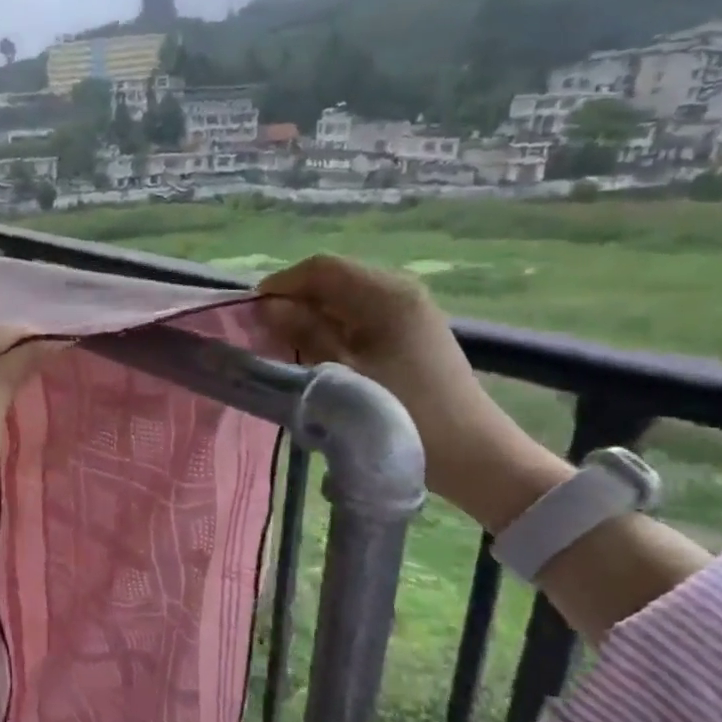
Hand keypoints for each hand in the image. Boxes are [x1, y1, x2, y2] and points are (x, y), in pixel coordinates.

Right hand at [257, 255, 568, 531]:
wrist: (470, 453)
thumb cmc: (402, 412)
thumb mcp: (342, 374)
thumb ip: (304, 334)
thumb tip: (269, 308)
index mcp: (385, 294)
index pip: (322, 268)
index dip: (282, 284)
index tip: (252, 313)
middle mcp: (400, 291)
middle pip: (334, 279)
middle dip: (295, 300)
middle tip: (265, 332)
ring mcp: (410, 311)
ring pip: (346, 299)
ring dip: (313, 316)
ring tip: (287, 345)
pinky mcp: (412, 332)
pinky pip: (361, 316)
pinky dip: (334, 327)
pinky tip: (319, 354)